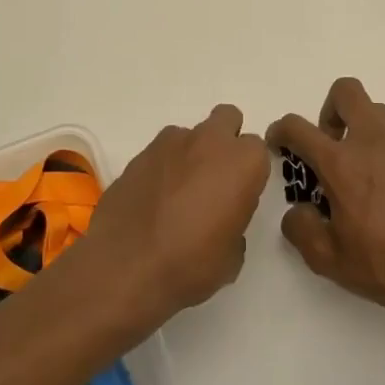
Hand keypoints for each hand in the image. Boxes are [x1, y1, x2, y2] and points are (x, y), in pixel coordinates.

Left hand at [77, 104, 270, 326]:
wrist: (127, 266)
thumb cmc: (192, 263)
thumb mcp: (232, 256)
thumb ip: (234, 223)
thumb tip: (220, 220)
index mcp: (243, 162)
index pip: (257, 150)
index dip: (249, 172)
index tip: (240, 195)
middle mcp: (209, 142)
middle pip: (227, 119)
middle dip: (225, 141)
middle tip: (215, 178)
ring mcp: (169, 144)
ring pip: (189, 135)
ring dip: (189, 154)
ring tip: (178, 192)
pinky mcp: (137, 155)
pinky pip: (159, 153)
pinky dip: (161, 168)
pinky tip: (153, 199)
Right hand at [267, 77, 384, 328]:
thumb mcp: (328, 260)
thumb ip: (301, 228)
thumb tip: (299, 211)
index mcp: (342, 163)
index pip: (299, 127)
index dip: (281, 130)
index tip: (280, 144)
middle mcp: (375, 142)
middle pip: (346, 92)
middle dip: (329, 111)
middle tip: (330, 147)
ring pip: (379, 114)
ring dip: (362, 131)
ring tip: (364, 174)